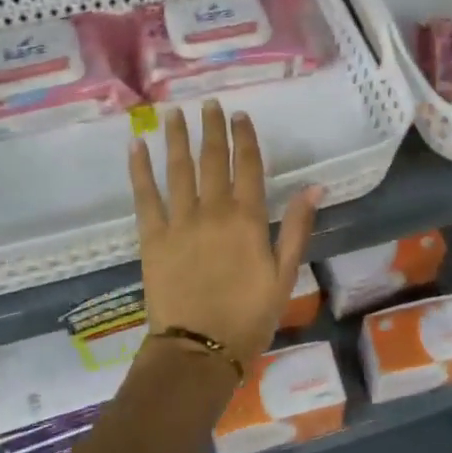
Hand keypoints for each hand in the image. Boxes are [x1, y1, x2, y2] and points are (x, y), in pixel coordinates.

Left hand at [129, 101, 320, 360]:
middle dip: (211, 129)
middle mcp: (214, 210)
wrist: (199, 348)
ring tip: (173, 113)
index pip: (248, 166)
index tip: (240, 115)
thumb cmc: (249, 316)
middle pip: (213, 159)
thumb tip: (316, 186)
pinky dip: (139, 169)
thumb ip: (299, 228)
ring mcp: (180, 221)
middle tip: (208, 103)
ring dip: (176, 138)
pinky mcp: (152, 237)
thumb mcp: (285, 274)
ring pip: (178, 169)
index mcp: (249, 219)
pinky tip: (135, 145)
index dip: (245, 137)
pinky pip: (145, 196)